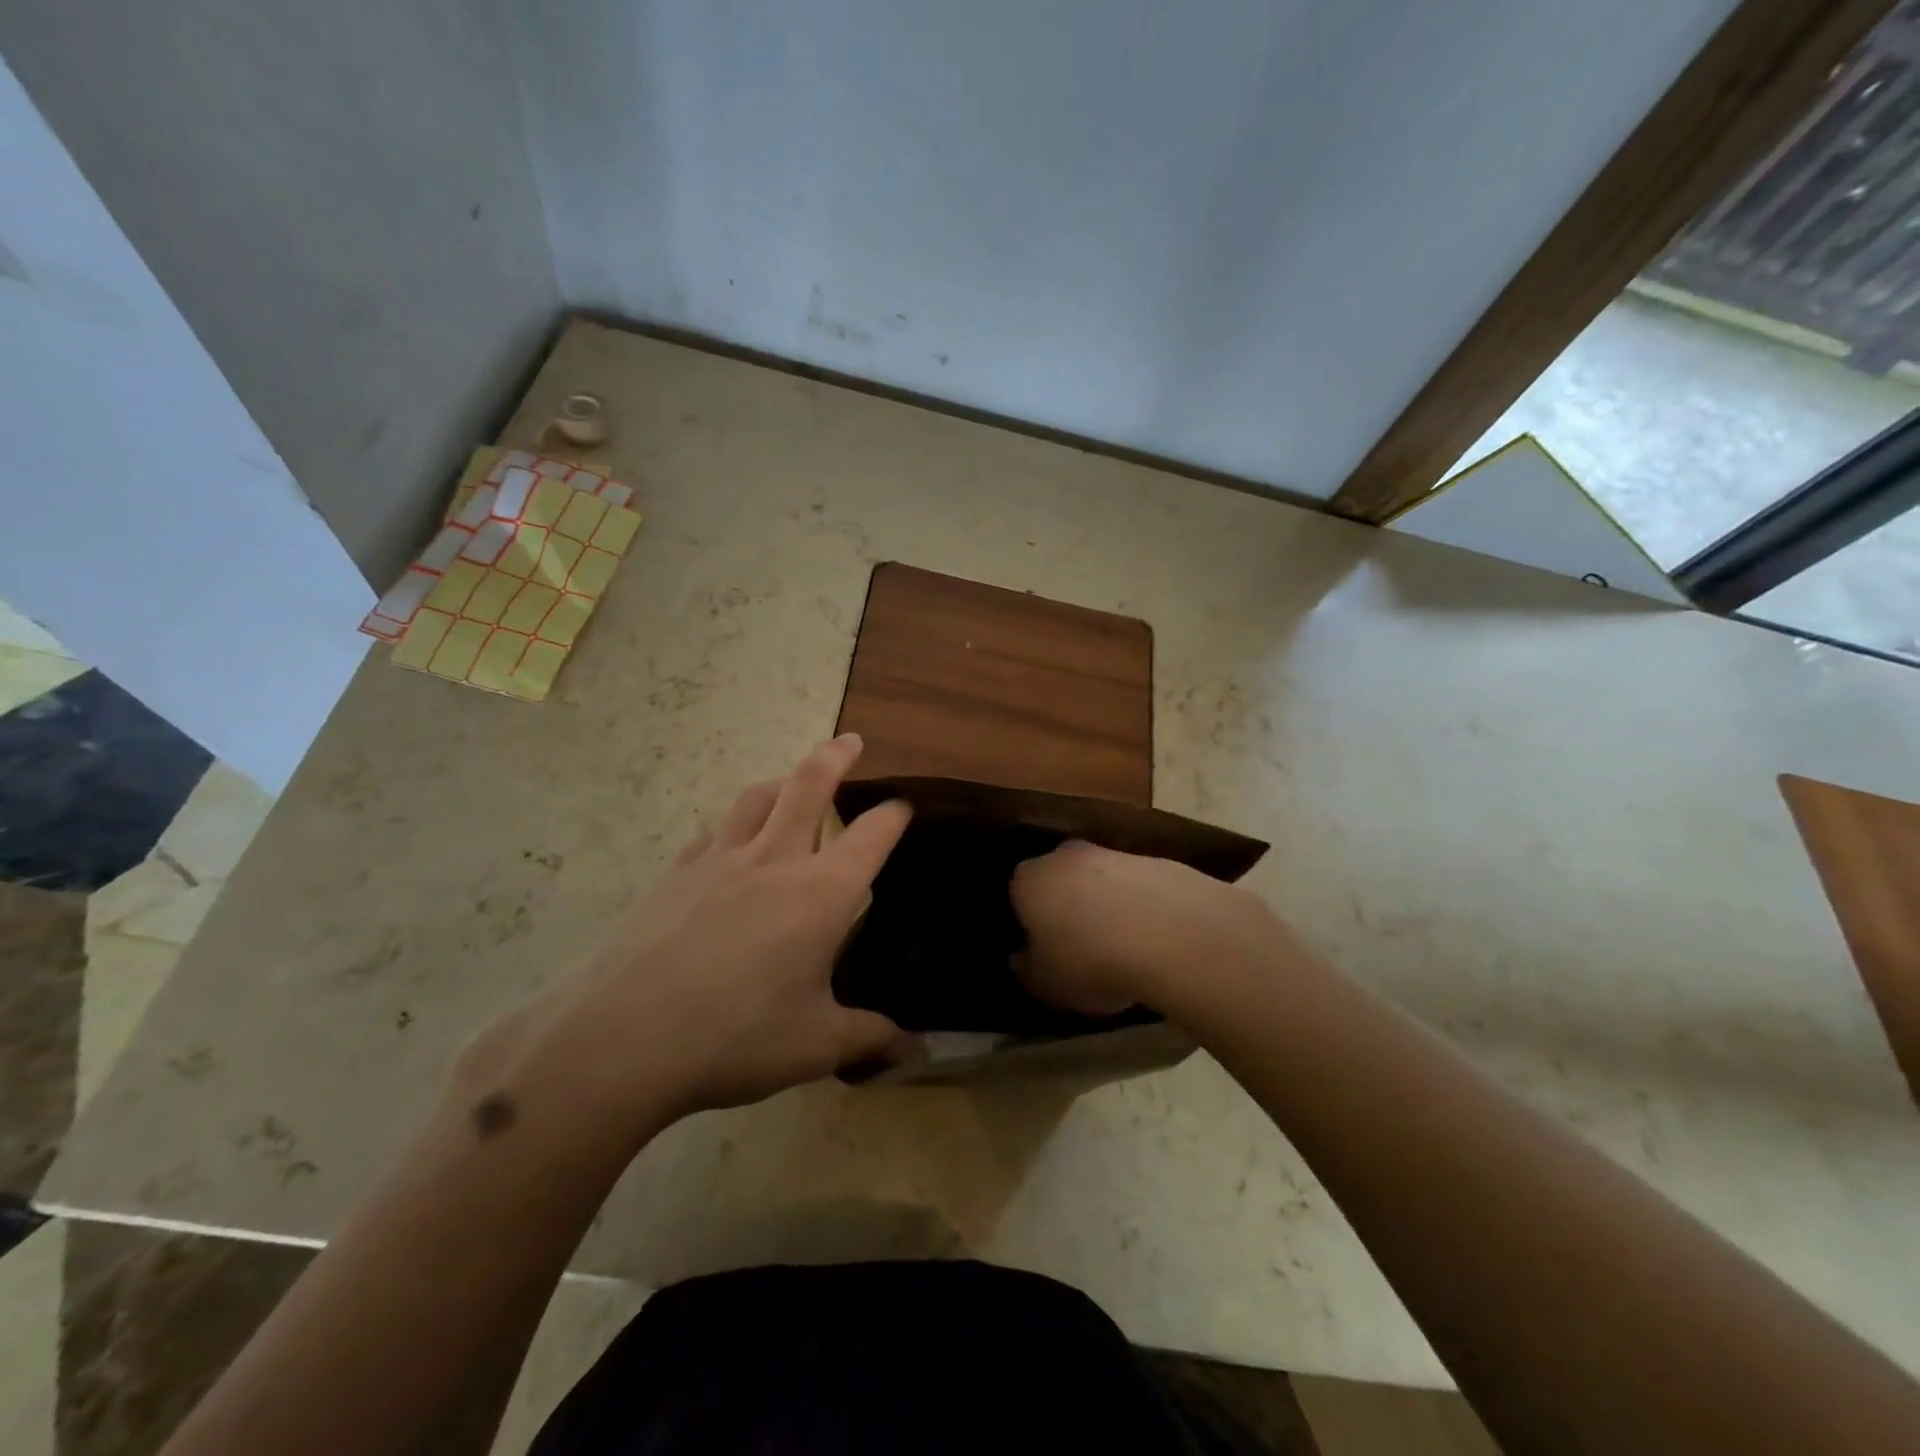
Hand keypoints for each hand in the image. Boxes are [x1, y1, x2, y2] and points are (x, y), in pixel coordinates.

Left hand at [468, 735, 913, 1135]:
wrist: (623, 1039)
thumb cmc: (737, 1037)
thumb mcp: (817, 1046)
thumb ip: (871, 1039)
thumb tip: (915, 1053)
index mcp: (822, 892)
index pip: (872, 835)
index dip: (894, 816)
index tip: (904, 808)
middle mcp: (775, 860)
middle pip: (809, 786)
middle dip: (836, 756)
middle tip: (851, 740)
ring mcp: (719, 861)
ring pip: (756, 798)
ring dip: (781, 781)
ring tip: (790, 781)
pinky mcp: (675, 874)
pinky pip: (712, 834)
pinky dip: (732, 826)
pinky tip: (727, 845)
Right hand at [1010, 840, 1292, 1018]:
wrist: (1171, 933)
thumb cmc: (1090, 961)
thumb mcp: (1046, 983)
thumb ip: (1027, 969)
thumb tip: (1020, 958)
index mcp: (1028, 880)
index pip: (1017, 895)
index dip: (1028, 923)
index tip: (1041, 950)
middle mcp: (1064, 855)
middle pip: (1059, 879)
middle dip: (1066, 905)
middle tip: (1079, 946)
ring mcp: (1113, 853)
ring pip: (1100, 880)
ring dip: (1106, 905)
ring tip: (1122, 947)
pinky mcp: (1156, 860)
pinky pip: (1138, 887)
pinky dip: (1141, 906)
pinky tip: (1154, 938)